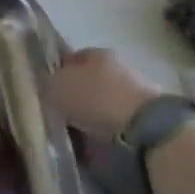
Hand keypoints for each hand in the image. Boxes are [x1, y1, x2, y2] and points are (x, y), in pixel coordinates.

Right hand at [46, 48, 162, 143]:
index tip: (47, 91)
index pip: (70, 58)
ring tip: (78, 131)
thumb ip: (47, 83)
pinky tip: (98, 141)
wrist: (146, 127)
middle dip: (76, 95)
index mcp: (96, 52)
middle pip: (89, 80)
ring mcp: (136, 91)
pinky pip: (118, 121)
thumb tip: (46, 86)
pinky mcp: (148, 117)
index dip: (56, 73)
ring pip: (104, 101)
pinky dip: (107, 129)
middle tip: (61, 112)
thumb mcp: (57, 87)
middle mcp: (118, 66)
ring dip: (93, 113)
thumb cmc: (96, 98)